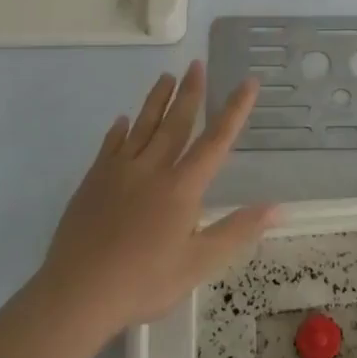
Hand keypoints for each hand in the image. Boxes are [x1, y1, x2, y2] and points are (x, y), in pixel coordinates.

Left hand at [34, 62, 277, 341]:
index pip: (216, 140)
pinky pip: (110, 146)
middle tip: (196, 64)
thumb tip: (278, 207)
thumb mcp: (199, 263)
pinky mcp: (93, 182)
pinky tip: (122, 120)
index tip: (248, 82)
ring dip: (157, 100)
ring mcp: (119, 172)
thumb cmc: (144, 282)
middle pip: (176, 123)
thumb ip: (237, 230)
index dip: (235, 110)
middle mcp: (152, 169)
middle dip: (190, 92)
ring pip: (142, 126)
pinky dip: (119, 130)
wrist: (78, 294)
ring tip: (166, 77)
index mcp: (182, 187)